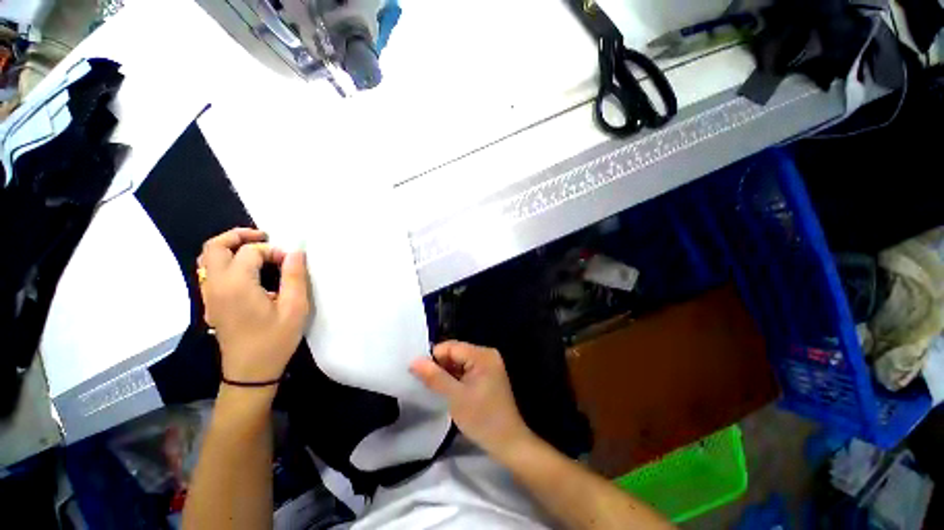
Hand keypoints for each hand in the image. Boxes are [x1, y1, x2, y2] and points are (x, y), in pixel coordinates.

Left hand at [198, 228, 311, 385]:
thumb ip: (295, 277)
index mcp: (236, 285)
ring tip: (255, 249)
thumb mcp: (295, 308)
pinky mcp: (211, 303)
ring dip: (230, 247)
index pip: (250, 252)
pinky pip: (210, 271)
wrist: (250, 371)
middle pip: (214, 247)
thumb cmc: (275, 340)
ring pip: (207, 258)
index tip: (291, 262)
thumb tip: (296, 252)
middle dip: (238, 235)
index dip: (273, 251)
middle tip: (264, 236)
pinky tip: (247, 270)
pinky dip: (225, 261)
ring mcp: (209, 295)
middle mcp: (216, 285)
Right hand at [410, 341, 531, 456]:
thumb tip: (413, 361)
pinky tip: (448, 390)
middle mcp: (487, 354)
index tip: (419, 374)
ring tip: (436, 388)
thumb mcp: (455, 397)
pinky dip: (455, 377)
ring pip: (459, 361)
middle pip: (455, 352)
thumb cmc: (482, 419)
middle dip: (440, 366)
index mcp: (482, 355)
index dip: (434, 358)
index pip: (451, 347)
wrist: (508, 442)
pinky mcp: (488, 374)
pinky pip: (466, 369)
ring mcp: (488, 364)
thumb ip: (434, 377)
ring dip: (447, 372)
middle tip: (426, 384)